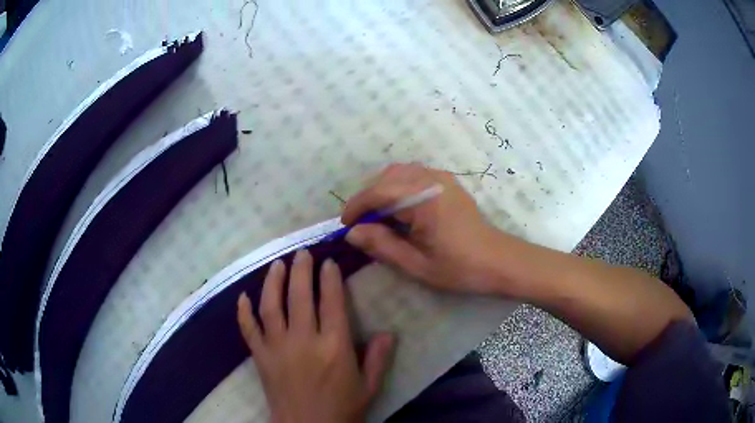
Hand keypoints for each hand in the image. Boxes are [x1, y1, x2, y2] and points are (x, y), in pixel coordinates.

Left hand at [237, 250, 394, 422]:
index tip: (328, 263)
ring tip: (277, 264)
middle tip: (302, 254)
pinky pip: (248, 329)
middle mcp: (304, 340)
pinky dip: (243, 311)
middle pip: (300, 296)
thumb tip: (387, 332)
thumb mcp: (369, 387)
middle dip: (301, 270)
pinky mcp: (260, 356)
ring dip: (273, 281)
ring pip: (271, 305)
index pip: (332, 302)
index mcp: (334, 346)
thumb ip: (378, 358)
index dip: (330, 278)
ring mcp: (277, 347)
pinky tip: (243, 296)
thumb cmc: (342, 409)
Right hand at [342, 163, 505, 293]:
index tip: (345, 225)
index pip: (378, 193)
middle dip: (368, 197)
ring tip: (377, 216)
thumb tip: (352, 232)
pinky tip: (399, 209)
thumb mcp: (416, 263)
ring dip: (382, 190)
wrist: (497, 261)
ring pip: (399, 172)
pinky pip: (413, 174)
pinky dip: (398, 187)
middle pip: (386, 177)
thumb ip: (381, 245)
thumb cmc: (459, 267)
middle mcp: (431, 179)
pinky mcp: (447, 182)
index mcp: (423, 199)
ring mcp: (441, 177)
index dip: (356, 207)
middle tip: (360, 223)